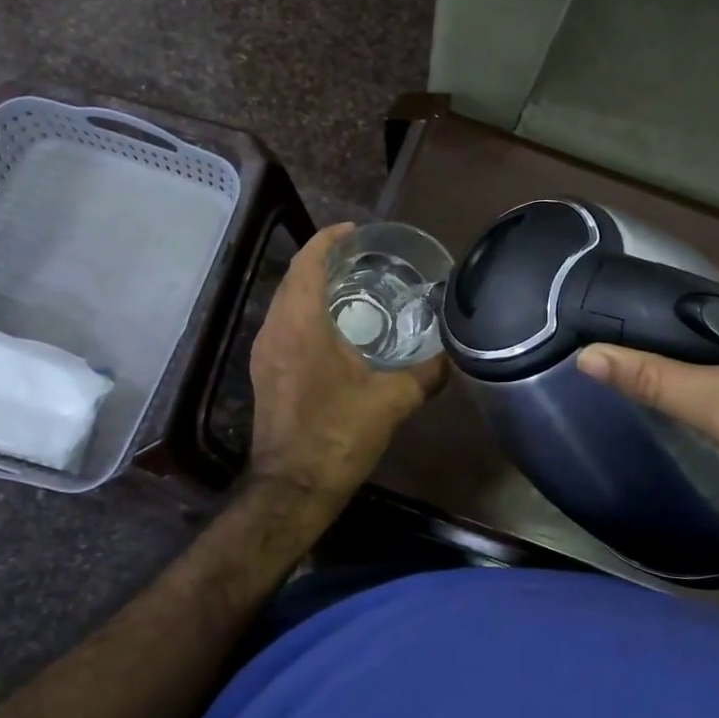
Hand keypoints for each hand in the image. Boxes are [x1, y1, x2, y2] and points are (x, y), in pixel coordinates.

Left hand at [248, 223, 447, 498]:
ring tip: (352, 285)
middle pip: (294, 278)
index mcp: (301, 324)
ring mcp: (264, 352)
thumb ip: (427, 373)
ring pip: (285, 302)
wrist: (293, 487)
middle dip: (324, 260)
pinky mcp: (265, 372)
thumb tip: (454, 354)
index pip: (308, 263)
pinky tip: (334, 328)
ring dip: (312, 287)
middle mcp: (275, 329)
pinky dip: (305, 312)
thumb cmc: (339, 434)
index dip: (329, 239)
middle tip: (363, 256)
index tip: (356, 230)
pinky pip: (283, 325)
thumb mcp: (393, 400)